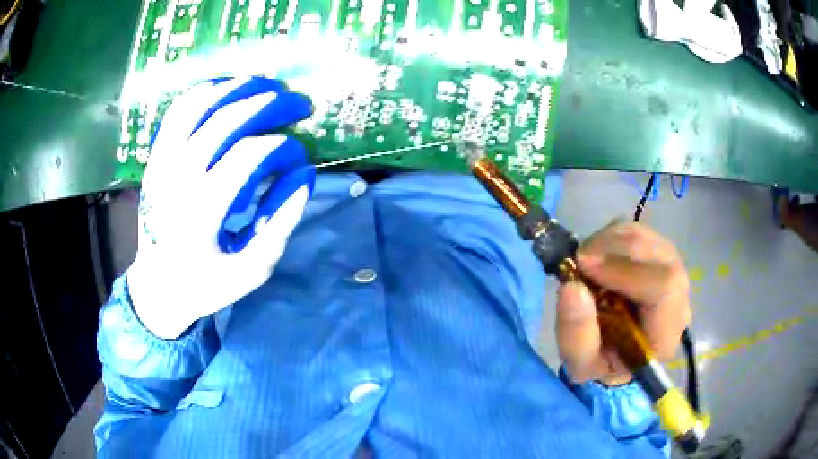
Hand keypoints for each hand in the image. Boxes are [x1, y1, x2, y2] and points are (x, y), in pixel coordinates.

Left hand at [128, 77, 313, 338]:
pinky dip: (205, 92)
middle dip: (271, 104)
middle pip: (227, 119)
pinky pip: (178, 111)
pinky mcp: (155, 158)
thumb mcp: (253, 270)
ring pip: (199, 105)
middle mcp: (178, 178)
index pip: (250, 155)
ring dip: (238, 87)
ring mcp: (163, 163)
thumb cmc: (207, 284)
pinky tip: (228, 89)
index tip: (301, 158)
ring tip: (268, 85)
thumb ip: (282, 222)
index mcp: (202, 211)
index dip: (284, 148)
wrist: (157, 287)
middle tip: (301, 103)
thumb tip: (304, 173)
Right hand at [555, 221, 690, 385]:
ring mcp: (673, 272)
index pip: (664, 286)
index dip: (626, 270)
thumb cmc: (602, 364)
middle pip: (660, 255)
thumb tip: (572, 288)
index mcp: (666, 333)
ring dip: (612, 240)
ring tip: (586, 258)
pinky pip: (641, 233)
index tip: (585, 268)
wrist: (617, 355)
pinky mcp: (661, 257)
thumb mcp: (581, 364)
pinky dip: (614, 236)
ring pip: (650, 238)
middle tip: (580, 258)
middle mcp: (679, 299)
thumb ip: (576, 335)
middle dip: (616, 248)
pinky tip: (598, 254)